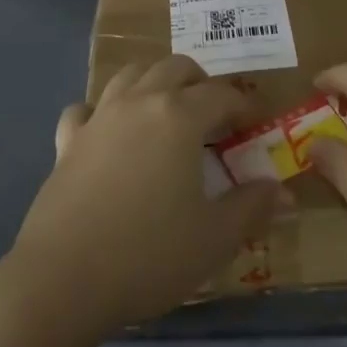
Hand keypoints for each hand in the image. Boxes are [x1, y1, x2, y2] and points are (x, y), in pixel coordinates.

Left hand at [6, 55, 284, 335]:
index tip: (255, 125)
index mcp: (180, 116)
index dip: (243, 107)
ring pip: (131, 75)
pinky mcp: (67, 141)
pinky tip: (107, 134)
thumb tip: (282, 191)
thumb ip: (252, 207)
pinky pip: (86, 109)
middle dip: (200, 83)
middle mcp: (140, 102)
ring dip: (154, 83)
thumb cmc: (149, 254)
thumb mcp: (214, 238)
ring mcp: (99, 117)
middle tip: (213, 117)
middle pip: (175, 67)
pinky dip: (101, 112)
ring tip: (166, 113)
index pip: (221, 95)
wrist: (63, 279)